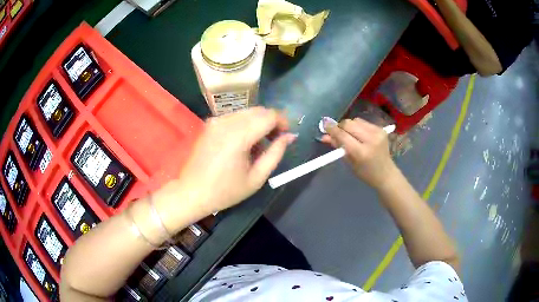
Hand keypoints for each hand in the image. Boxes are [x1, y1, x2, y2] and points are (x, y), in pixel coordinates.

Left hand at [167, 107, 295, 216]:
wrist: (192, 192)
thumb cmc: (225, 191)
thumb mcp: (256, 178)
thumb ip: (275, 153)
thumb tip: (290, 136)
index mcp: (238, 136)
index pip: (269, 116)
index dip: (282, 122)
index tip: (287, 135)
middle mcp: (226, 122)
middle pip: (258, 110)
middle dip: (271, 121)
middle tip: (276, 140)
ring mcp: (216, 121)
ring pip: (247, 112)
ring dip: (258, 122)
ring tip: (259, 145)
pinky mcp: (210, 124)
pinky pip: (234, 116)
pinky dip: (245, 124)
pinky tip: (243, 142)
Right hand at [321, 118, 397, 189]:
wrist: (386, 174)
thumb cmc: (365, 173)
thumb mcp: (349, 162)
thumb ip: (338, 147)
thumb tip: (324, 136)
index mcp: (361, 152)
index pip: (343, 135)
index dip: (332, 129)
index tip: (324, 125)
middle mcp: (371, 140)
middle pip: (349, 124)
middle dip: (340, 127)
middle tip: (337, 133)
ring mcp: (378, 133)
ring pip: (356, 120)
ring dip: (349, 126)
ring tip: (350, 135)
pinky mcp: (381, 129)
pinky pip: (364, 122)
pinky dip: (358, 126)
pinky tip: (359, 134)